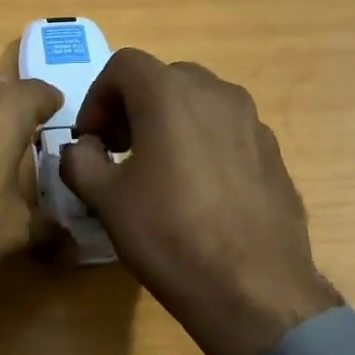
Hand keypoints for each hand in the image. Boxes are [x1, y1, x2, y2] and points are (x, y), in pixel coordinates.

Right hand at [58, 49, 340, 354]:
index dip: (97, 97)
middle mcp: (217, 93)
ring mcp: (252, 122)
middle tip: (118, 150)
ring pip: (198, 103)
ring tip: (157, 170)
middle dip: (132, 106)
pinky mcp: (273, 152)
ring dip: (169, 122)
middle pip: (163, 79)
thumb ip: (80, 160)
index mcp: (170, 94)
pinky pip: (227, 131)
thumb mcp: (105, 199)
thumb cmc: (170, 235)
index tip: (92, 140)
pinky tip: (197, 192)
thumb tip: (82, 148)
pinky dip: (202, 143)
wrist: (254, 290)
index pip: (123, 65)